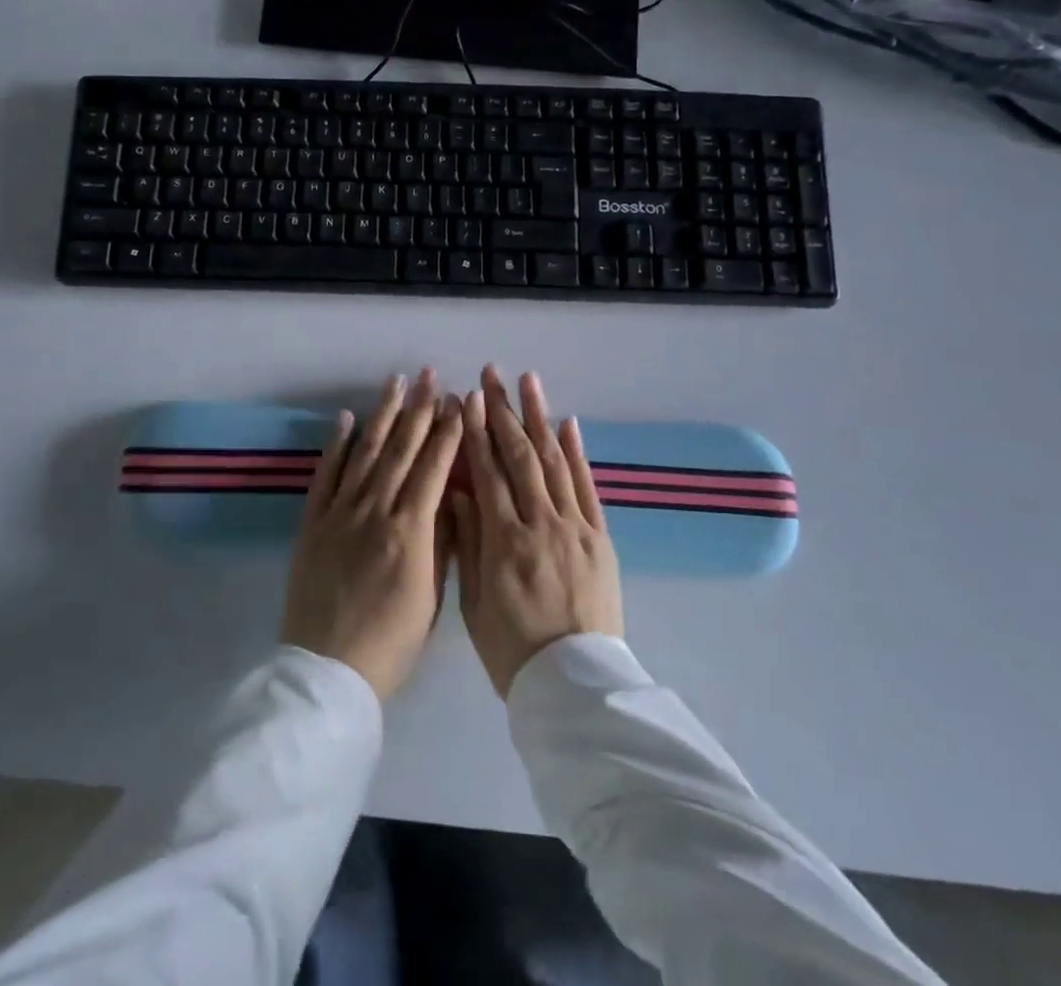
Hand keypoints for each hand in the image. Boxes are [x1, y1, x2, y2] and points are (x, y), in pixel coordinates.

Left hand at [280, 369, 463, 699]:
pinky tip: (347, 419)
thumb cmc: (390, 643)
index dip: (447, 432)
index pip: (433, 468)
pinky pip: (326, 475)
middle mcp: (375, 511)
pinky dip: (337, 445)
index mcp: (410, 531)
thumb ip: (442, 544)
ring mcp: (340, 513)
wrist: (327, 671)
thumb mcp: (431, 598)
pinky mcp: (312, 522)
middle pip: (400, 450)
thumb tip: (451, 498)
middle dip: (418, 409)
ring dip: (382, 415)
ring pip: (365, 453)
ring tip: (395, 382)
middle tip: (430, 375)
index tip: (457, 401)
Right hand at [454, 367, 624, 697]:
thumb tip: (459, 491)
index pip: (487, 472)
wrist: (577, 686)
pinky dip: (577, 453)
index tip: (467, 399)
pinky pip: (588, 487)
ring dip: (540, 417)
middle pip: (520, 455)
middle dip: (503, 410)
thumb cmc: (514, 651)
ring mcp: (575, 527)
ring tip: (528, 381)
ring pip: (554, 461)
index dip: (475, 432)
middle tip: (491, 374)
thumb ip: (470, 542)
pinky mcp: (600, 538)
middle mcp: (541, 523)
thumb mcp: (475, 603)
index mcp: (505, 541)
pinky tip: (568, 423)